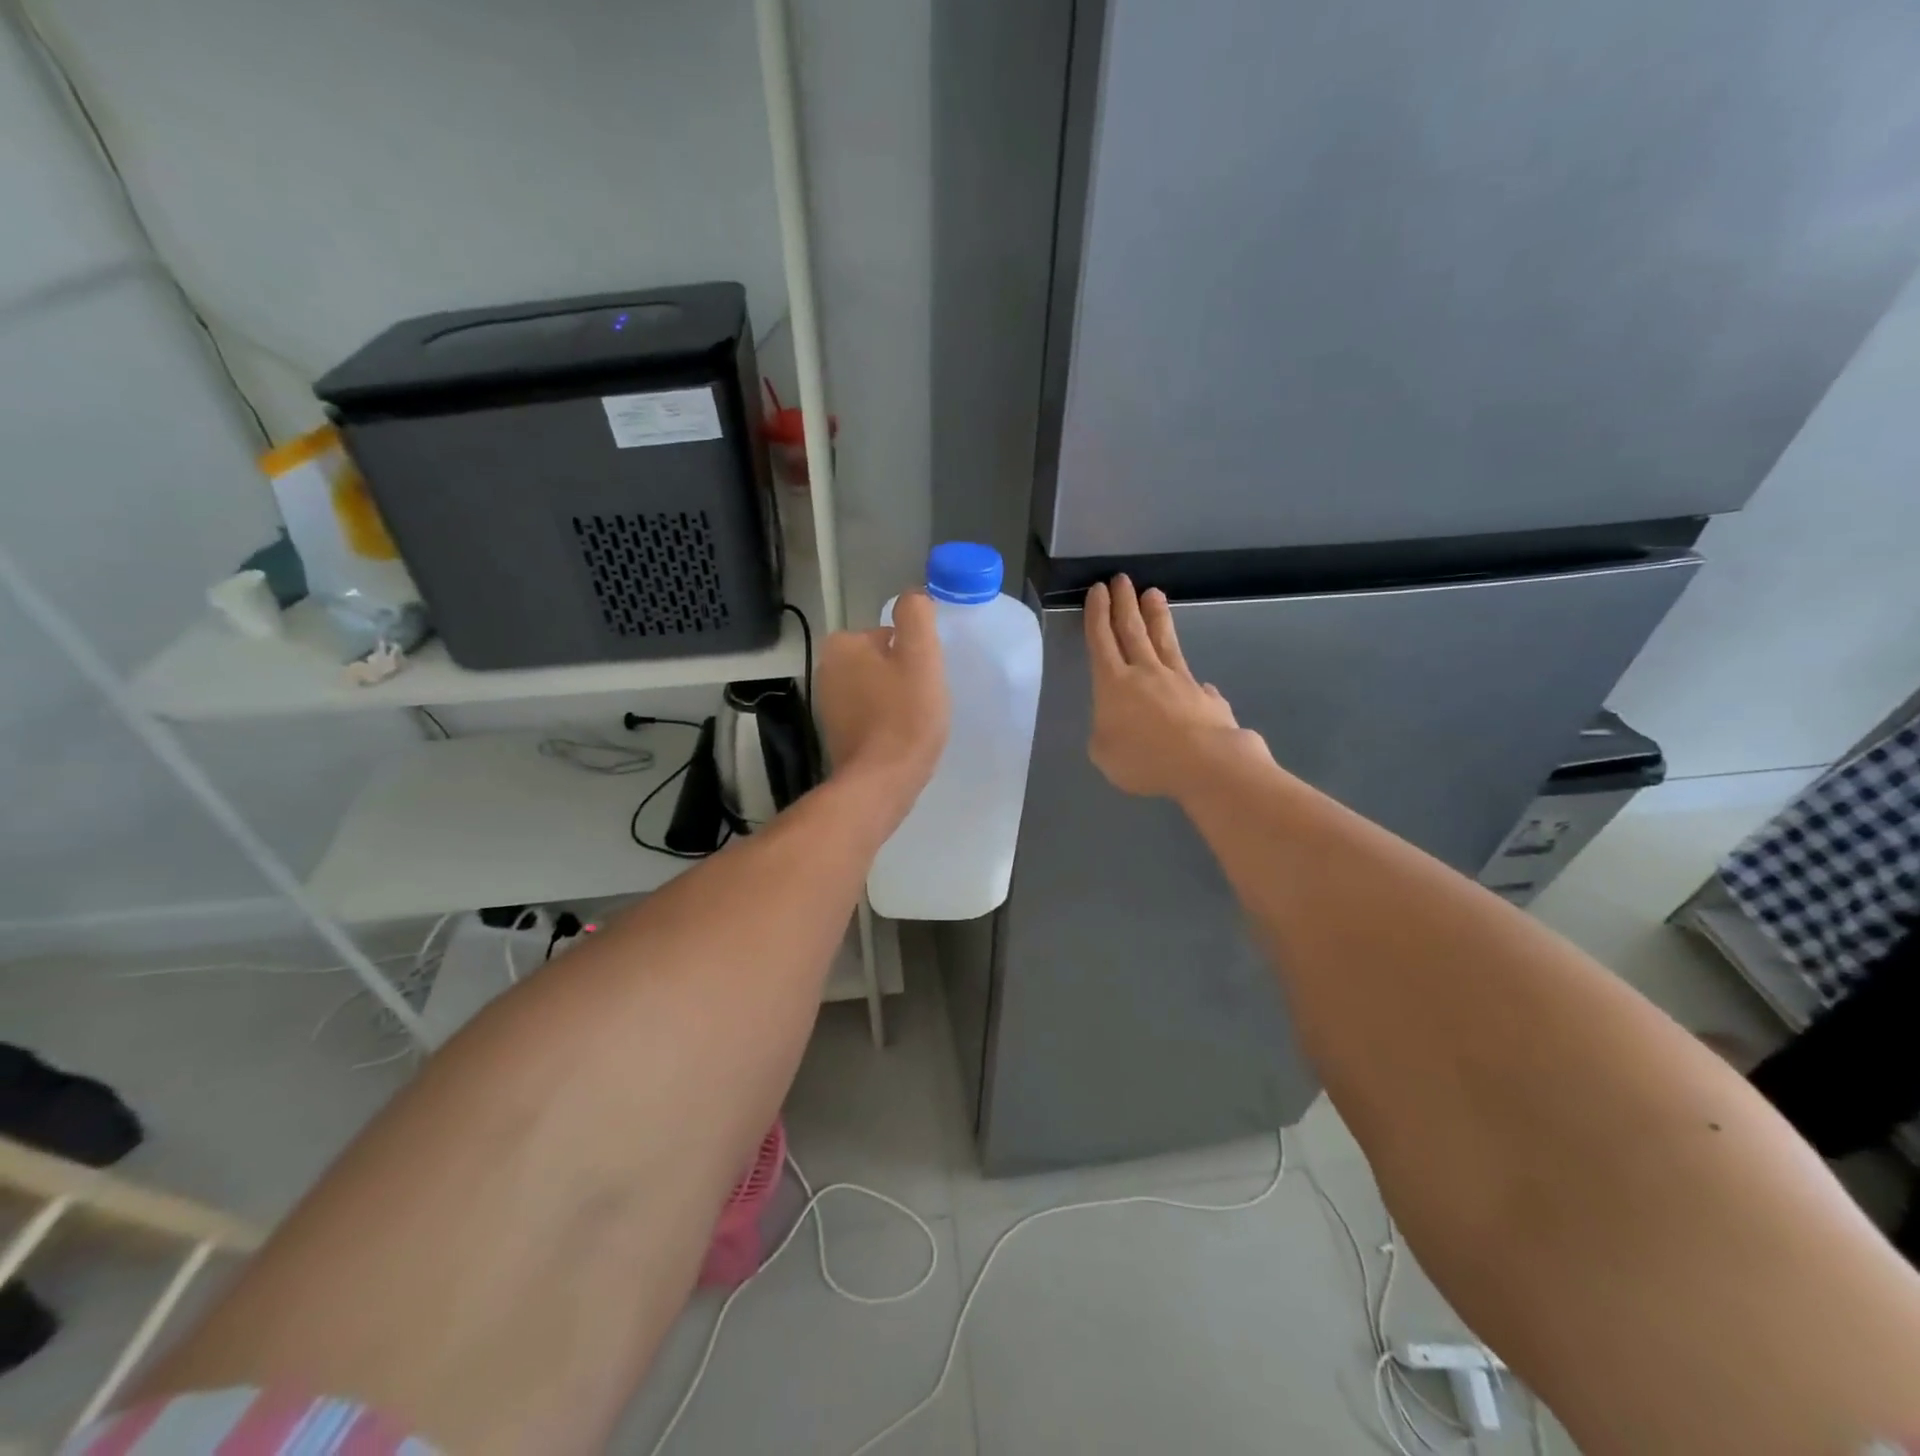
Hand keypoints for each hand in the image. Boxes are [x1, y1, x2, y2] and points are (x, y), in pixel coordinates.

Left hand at [816, 591, 949, 812]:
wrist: (882, 781)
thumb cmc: (905, 715)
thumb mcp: (920, 655)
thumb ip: (916, 615)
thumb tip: (913, 597)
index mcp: (842, 645)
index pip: (889, 635)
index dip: (914, 655)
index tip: (925, 679)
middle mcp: (827, 670)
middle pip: (882, 661)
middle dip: (904, 677)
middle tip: (923, 701)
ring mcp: (828, 705)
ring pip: (877, 689)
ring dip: (897, 700)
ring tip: (914, 722)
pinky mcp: (836, 734)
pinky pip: (870, 715)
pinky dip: (886, 722)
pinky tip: (901, 739)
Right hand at [1084, 575, 1264, 798]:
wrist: (1205, 763)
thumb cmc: (1144, 759)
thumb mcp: (1104, 754)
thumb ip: (1106, 733)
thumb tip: (1127, 720)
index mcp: (1113, 684)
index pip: (1101, 641)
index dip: (1097, 615)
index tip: (1098, 590)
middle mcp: (1146, 673)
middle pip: (1132, 630)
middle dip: (1124, 603)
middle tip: (1121, 579)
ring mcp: (1180, 681)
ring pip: (1164, 641)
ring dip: (1156, 616)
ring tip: (1153, 594)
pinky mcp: (1207, 696)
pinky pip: (1194, 681)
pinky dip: (1189, 677)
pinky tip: (1195, 680)